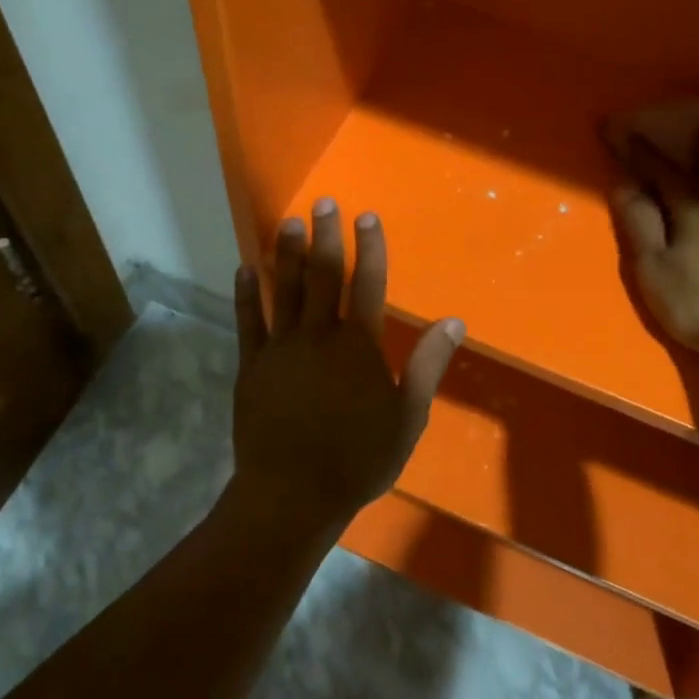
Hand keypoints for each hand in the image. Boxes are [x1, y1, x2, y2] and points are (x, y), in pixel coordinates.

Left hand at [230, 202, 464, 530]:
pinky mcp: (251, 367)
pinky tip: (244, 269)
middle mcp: (317, 336)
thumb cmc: (357, 460)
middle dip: (325, 236)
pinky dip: (245, 294)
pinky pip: (248, 322)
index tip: (366, 216)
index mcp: (357, 346)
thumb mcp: (407, 418)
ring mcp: (280, 349)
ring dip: (285, 254)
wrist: (291, 496)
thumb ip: (427, 366)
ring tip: (287, 222)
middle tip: (322, 202)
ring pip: (283, 290)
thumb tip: (453, 322)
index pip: (367, 284)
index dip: (369, 247)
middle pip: (322, 275)